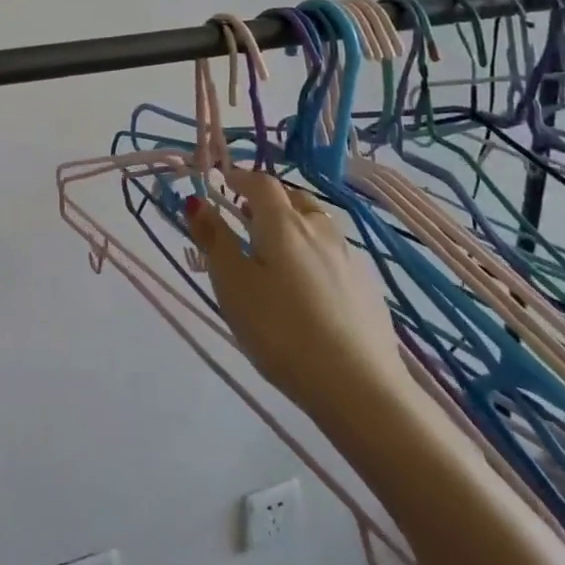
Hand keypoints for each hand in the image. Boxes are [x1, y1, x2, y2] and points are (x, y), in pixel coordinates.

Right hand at [184, 169, 409, 439]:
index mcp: (283, 223)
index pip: (260, 183)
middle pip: (293, 198)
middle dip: (268, 201)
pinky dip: (315, 252)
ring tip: (277, 251)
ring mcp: (350, 257)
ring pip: (317, 224)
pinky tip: (309, 285)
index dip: (239, 178)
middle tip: (247, 219)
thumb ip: (214, 240)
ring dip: (295, 224)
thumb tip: (196, 202)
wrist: (359, 386)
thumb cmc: (281, 330)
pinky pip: (334, 253)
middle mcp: (320, 229)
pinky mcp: (368, 286)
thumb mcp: (233, 285)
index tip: (222, 183)